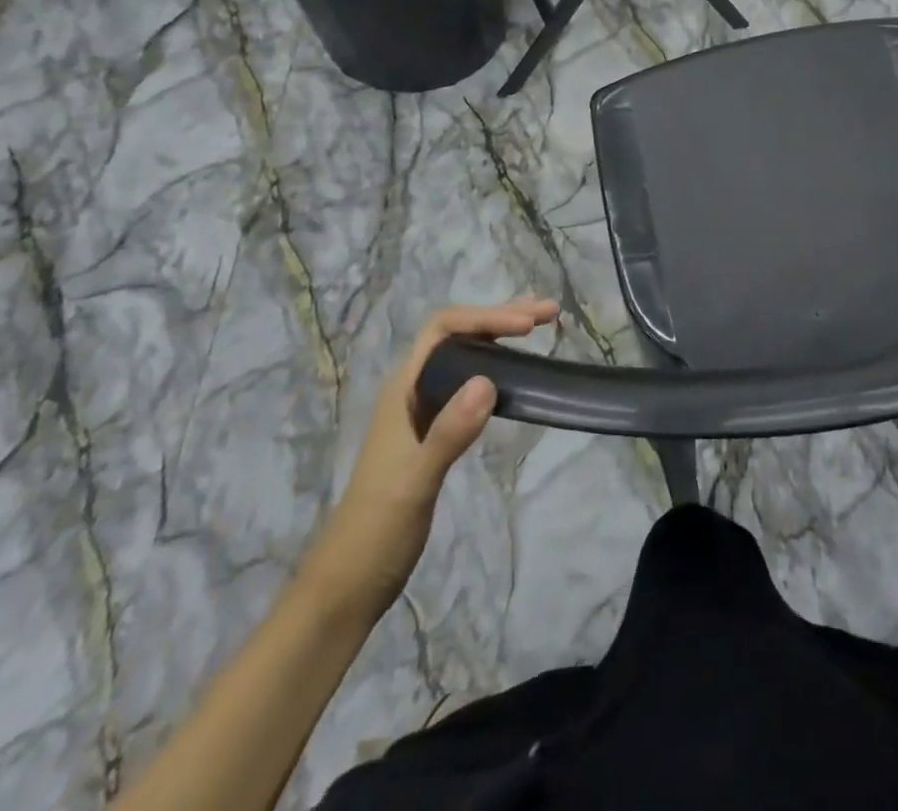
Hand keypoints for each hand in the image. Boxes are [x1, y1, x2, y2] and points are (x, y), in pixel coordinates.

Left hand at [300, 297, 558, 624]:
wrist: (348, 586)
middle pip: (458, 336)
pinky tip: (516, 373)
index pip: (444, 329)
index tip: (527, 326)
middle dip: (501, 317)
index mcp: (403, 389)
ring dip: (501, 337)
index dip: (486, 318)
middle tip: (549, 312)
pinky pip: (469, 382)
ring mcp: (424, 411)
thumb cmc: (376, 531)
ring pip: (465, 356)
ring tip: (540, 327)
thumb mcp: (414, 483)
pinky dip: (497, 366)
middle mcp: (413, 390)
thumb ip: (448, 433)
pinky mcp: (436, 432)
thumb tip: (489, 381)